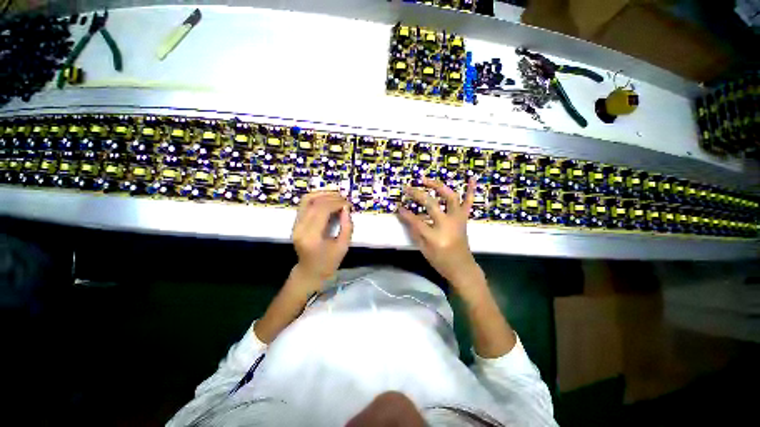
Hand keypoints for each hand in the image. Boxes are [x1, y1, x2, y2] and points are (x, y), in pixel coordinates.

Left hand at [292, 191, 352, 283]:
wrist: (310, 272)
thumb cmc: (328, 263)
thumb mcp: (343, 247)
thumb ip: (347, 227)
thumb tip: (346, 209)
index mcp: (311, 237)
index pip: (322, 210)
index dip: (337, 203)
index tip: (349, 205)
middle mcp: (300, 228)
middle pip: (315, 203)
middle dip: (332, 198)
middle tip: (345, 200)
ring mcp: (295, 224)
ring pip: (307, 200)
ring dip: (323, 194)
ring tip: (337, 195)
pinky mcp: (296, 223)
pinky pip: (305, 204)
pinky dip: (317, 198)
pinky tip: (328, 198)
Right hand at [397, 178, 483, 286]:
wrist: (462, 267)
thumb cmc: (440, 261)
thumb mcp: (423, 250)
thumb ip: (414, 232)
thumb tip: (405, 216)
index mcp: (435, 236)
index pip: (416, 221)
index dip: (406, 214)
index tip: (398, 207)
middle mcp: (447, 224)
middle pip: (431, 204)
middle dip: (417, 194)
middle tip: (407, 189)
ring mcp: (457, 219)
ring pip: (450, 197)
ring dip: (437, 186)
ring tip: (426, 180)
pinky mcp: (464, 218)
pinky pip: (469, 202)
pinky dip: (471, 190)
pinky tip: (471, 178)